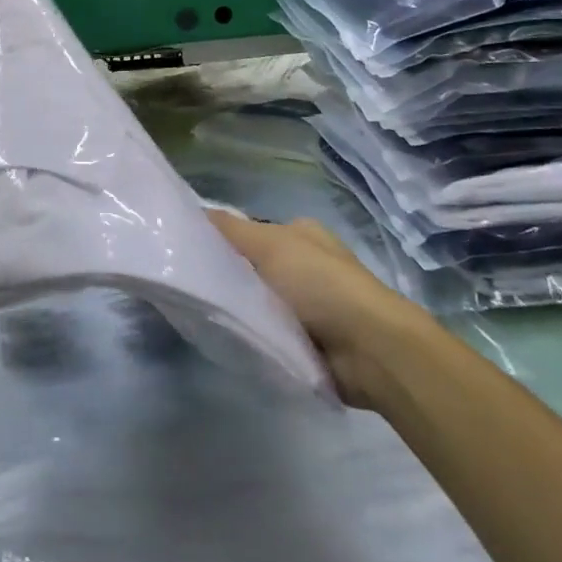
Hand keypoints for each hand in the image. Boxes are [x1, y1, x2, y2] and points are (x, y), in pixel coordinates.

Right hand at [207, 211, 433, 413]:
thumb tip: (195, 211)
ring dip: (244, 311)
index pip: (249, 232)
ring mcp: (312, 304)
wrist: (371, 349)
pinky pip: (273, 333)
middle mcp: (307, 264)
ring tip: (208, 319)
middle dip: (230, 279)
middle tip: (196, 292)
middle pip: (253, 267)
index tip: (190, 256)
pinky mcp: (314, 341)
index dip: (221, 240)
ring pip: (261, 302)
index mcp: (300, 234)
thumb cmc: (320, 284)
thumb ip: (230, 230)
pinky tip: (236, 341)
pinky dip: (259, 337)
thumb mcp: (269, 245)